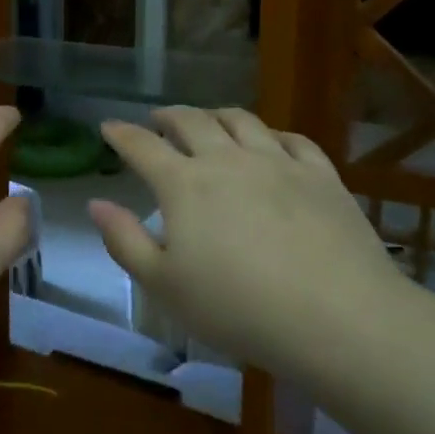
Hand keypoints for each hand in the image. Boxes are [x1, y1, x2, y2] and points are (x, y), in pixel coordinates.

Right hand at [88, 107, 399, 370]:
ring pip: (241, 120)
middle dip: (168, 116)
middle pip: (191, 121)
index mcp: (184, 184)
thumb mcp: (164, 285)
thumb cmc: (238, 308)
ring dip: (216, 115)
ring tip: (208, 120)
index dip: (121, 134)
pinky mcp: (321, 176)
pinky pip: (293, 139)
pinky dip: (272, 133)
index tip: (108, 126)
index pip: (142, 146)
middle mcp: (227, 160)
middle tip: (157, 119)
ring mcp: (278, 162)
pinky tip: (270, 141)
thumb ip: (124, 241)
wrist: (338, 318)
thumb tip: (96, 203)